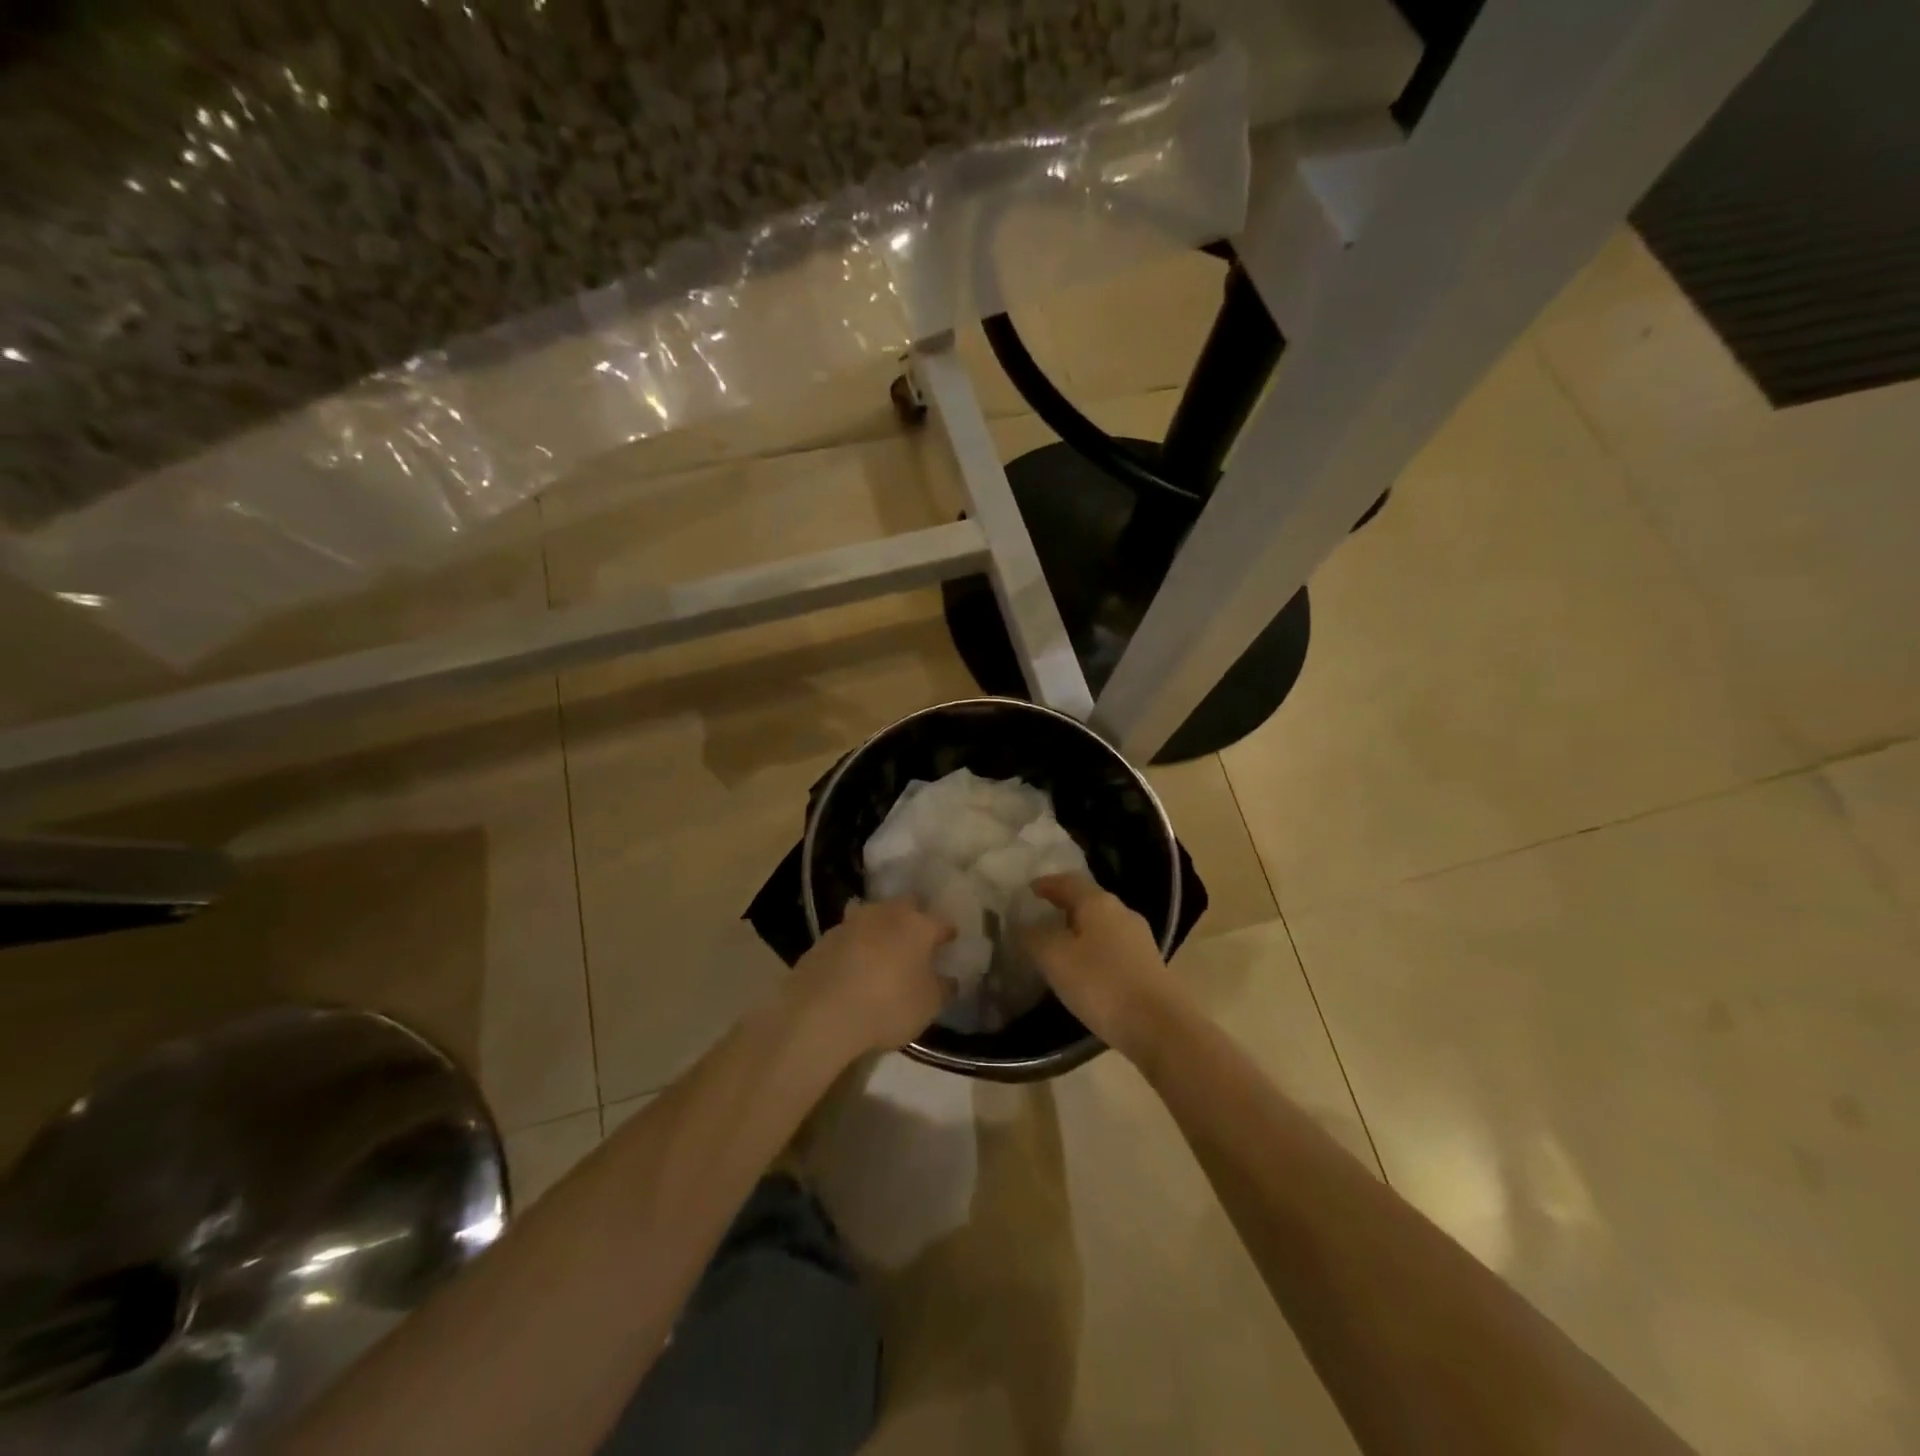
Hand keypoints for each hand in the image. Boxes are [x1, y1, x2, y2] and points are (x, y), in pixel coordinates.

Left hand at [791, 898, 954, 1055]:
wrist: (821, 1012)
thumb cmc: (888, 1005)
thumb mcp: (929, 1005)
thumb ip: (943, 988)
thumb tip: (949, 978)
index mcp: (918, 925)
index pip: (941, 922)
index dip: (947, 932)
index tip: (950, 939)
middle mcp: (885, 913)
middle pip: (905, 905)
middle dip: (913, 916)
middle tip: (915, 937)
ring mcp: (851, 922)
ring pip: (872, 915)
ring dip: (879, 927)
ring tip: (882, 948)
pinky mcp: (823, 938)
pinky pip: (847, 936)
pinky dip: (854, 945)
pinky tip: (852, 964)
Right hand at [1024, 873, 1178, 1057]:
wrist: (1159, 1026)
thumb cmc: (1101, 984)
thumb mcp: (1055, 959)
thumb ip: (1035, 937)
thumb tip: (1025, 925)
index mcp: (1099, 903)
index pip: (1068, 881)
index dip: (1047, 884)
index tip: (1029, 890)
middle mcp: (1122, 912)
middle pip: (1088, 901)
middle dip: (1064, 906)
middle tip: (1041, 917)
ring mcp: (1139, 939)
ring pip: (1102, 925)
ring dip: (1079, 930)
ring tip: (1059, 945)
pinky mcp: (1148, 965)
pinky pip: (1113, 947)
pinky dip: (1094, 949)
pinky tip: (1085, 969)